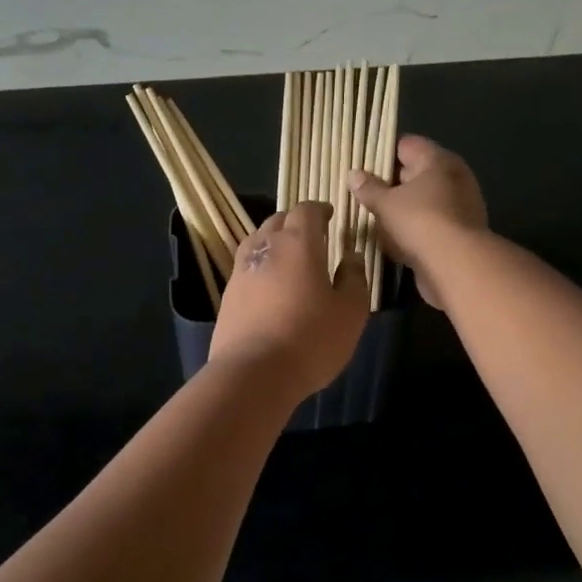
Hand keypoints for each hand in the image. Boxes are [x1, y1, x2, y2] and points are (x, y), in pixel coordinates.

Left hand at [210, 201, 367, 399]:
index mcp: (298, 243)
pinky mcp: (227, 295)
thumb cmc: (310, 338)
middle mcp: (265, 247)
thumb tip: (351, 257)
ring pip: (257, 241)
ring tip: (289, 257)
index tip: (330, 216)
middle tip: (312, 236)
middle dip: (295, 222)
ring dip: (274, 241)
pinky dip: (260, 266)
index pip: (306, 211)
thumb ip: (354, 279)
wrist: (253, 372)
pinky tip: (269, 285)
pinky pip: (246, 267)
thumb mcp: (350, 312)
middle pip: (277, 220)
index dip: (319, 209)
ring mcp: (241, 270)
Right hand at [346, 135, 487, 310]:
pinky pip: (429, 223)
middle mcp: (452, 177)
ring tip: (371, 216)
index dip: (382, 152)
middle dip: (389, 182)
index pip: (406, 145)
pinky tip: (391, 239)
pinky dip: (412, 228)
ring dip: (400, 207)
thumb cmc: (420, 222)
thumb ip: (368, 188)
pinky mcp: (458, 232)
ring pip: (421, 200)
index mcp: (437, 160)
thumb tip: (353, 174)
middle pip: (414, 172)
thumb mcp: (386, 203)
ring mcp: (459, 205)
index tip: (360, 165)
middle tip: (361, 191)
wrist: (457, 265)